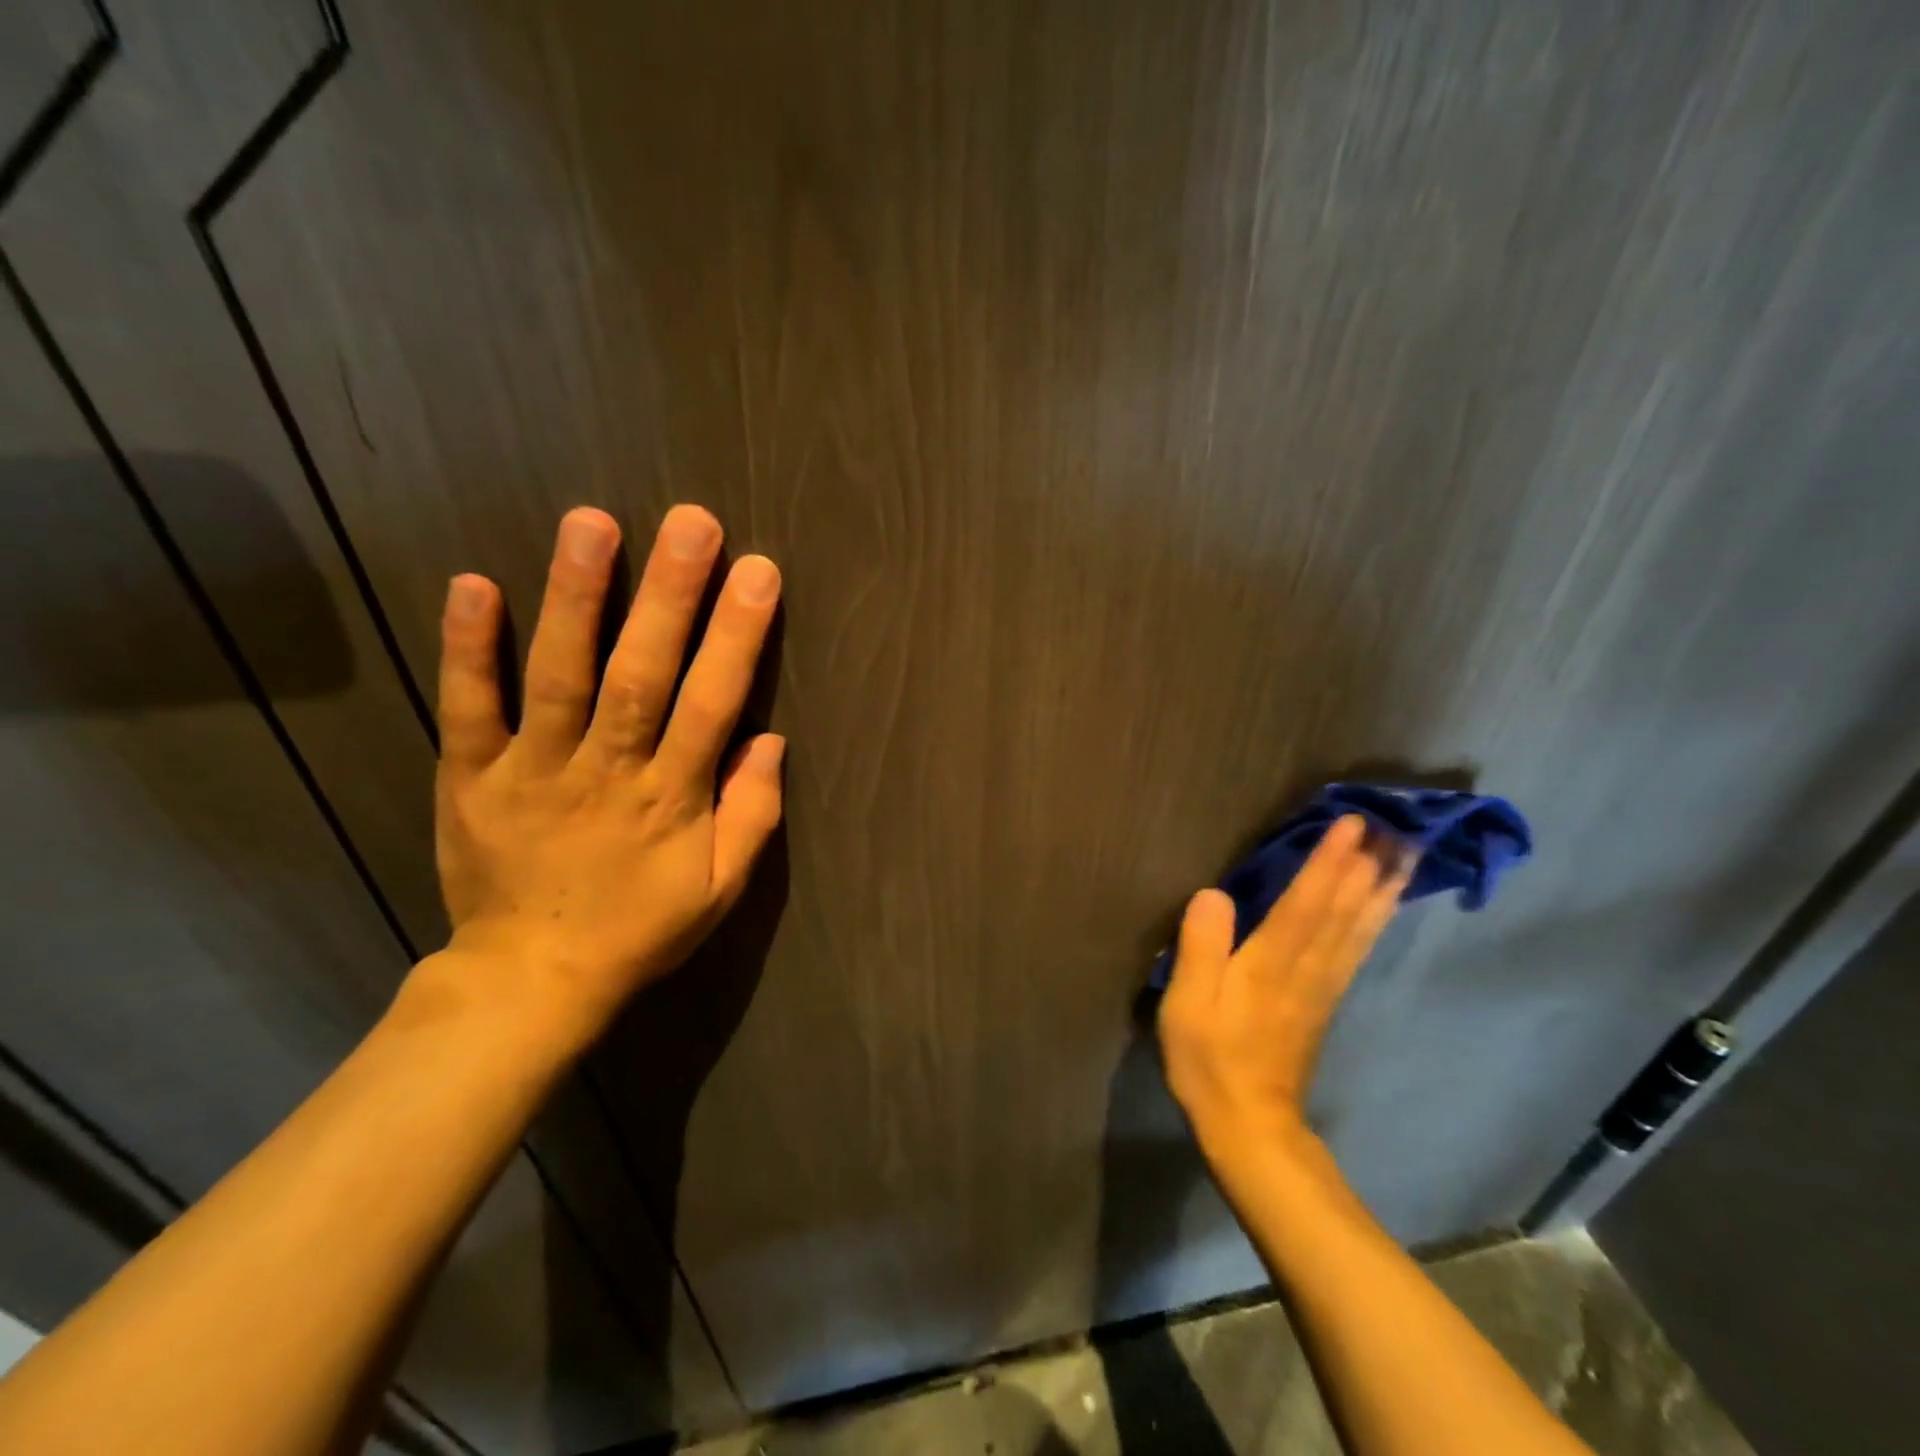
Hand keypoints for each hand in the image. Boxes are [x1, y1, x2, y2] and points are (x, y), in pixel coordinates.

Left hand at [414, 504, 784, 1055]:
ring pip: (558, 676)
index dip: (737, 638)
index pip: (711, 705)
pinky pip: (468, 708)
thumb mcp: (720, 891)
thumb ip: (752, 816)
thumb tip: (769, 740)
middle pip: (640, 675)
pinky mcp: (470, 776)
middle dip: (669, 596)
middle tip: (691, 523)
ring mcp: (532, 770)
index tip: (758, 574)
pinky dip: (468, 648)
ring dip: (575, 598)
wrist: (531, 980)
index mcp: (671, 799)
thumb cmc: (639, 930)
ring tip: (592, 523)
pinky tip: (473, 583)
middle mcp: (606, 771)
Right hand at [1158, 816, 1408, 1158]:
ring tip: (1405, 856)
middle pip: (1344, 910)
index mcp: (1270, 962)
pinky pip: (1356, 950)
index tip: (1351, 823)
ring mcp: (1322, 986)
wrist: (1249, 1124)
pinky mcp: (1325, 1001)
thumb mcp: (1188, 1003)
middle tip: (1394, 826)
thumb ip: (1201, 946)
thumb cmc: (1209, 1058)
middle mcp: (1306, 967)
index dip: (1328, 861)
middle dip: (1367, 865)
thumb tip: (1214, 893)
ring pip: (1359, 928)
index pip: (1305, 901)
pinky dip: (1374, 922)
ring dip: (1382, 889)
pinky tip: (1382, 907)